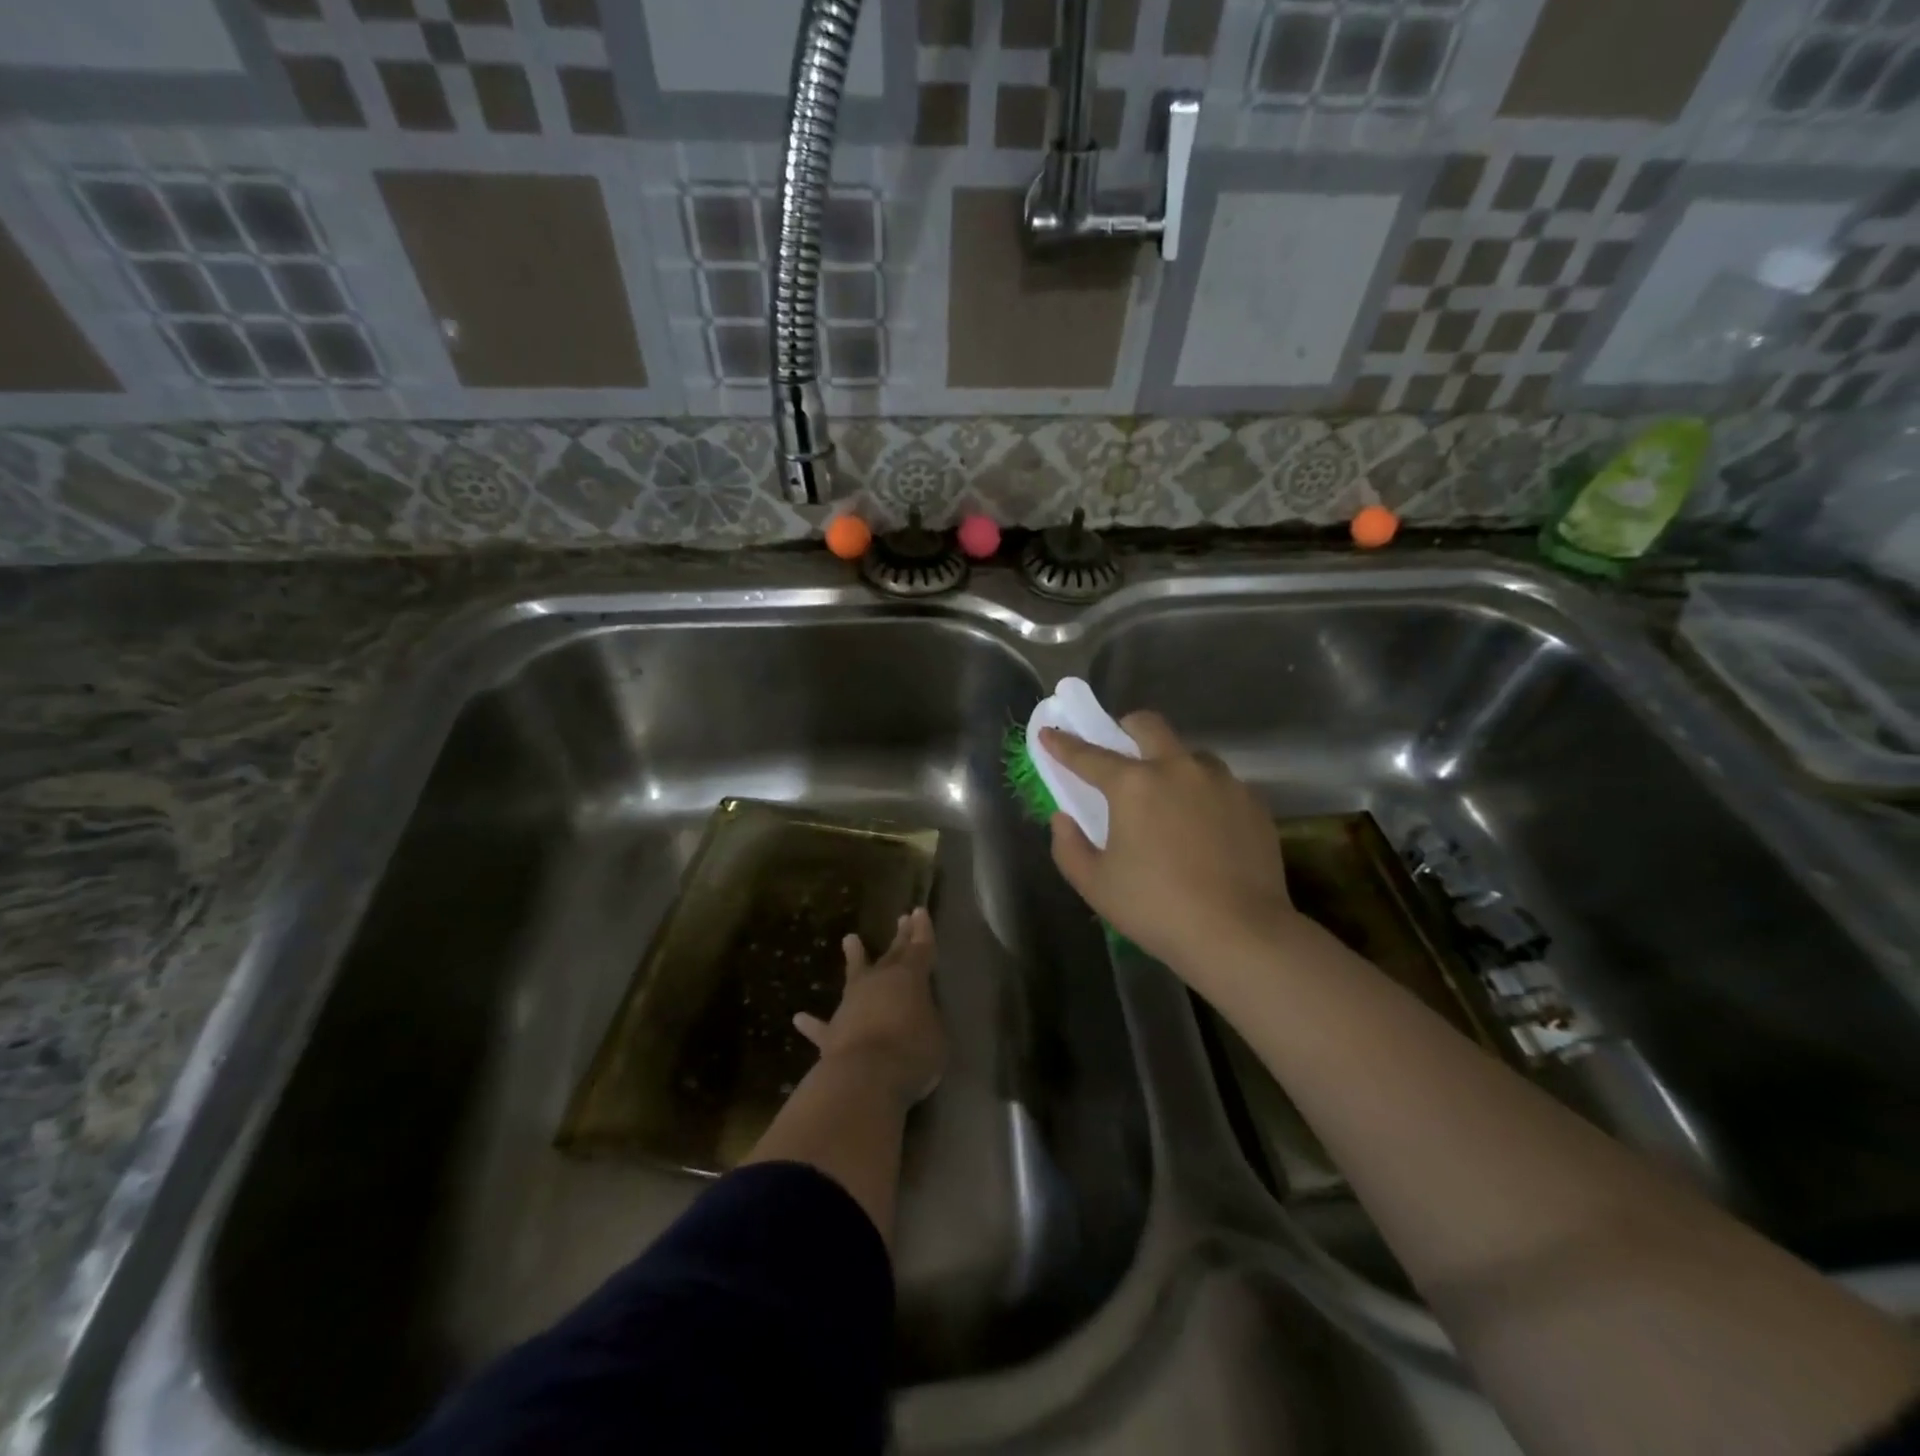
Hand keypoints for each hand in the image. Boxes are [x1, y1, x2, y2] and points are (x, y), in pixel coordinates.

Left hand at [794, 908, 945, 1107]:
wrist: (865, 1075)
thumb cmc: (912, 1052)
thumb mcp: (936, 1036)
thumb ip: (927, 1019)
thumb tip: (918, 1017)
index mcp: (910, 978)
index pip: (921, 948)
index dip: (922, 930)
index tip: (919, 911)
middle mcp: (879, 982)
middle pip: (892, 954)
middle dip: (900, 936)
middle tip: (902, 918)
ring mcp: (852, 1003)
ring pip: (854, 974)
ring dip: (853, 958)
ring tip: (849, 938)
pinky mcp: (832, 1031)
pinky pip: (821, 1026)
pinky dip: (812, 1024)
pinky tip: (799, 1018)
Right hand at [1042, 713, 1295, 973]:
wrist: (1240, 934)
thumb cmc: (1157, 908)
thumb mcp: (1095, 885)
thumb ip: (1069, 846)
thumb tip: (1064, 819)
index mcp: (1134, 784)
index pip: (1089, 755)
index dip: (1064, 744)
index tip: (1049, 734)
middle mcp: (1178, 768)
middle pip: (1148, 726)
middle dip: (1125, 729)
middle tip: (1118, 751)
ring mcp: (1222, 782)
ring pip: (1190, 754)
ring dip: (1171, 763)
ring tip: (1168, 798)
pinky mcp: (1253, 802)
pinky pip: (1220, 785)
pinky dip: (1203, 794)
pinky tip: (1203, 828)